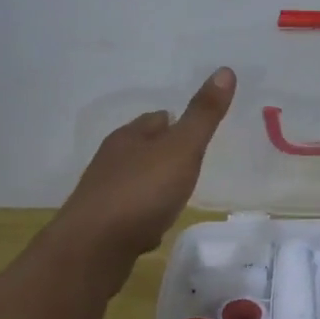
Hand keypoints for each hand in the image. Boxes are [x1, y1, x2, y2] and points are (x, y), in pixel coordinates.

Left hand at [55, 69, 236, 278]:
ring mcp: (103, 194)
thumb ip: (203, 115)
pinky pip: (128, 213)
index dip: (176, 122)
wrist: (94, 248)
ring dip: (153, 184)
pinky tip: (154, 226)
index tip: (195, 131)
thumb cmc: (141, 192)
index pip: (155, 119)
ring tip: (176, 193)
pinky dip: (143, 215)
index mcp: (129, 137)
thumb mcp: (181, 149)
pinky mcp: (101, 226)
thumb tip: (225, 70)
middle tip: (191, 161)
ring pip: (134, 181)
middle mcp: (111, 161)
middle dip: (163, 153)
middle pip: (142, 148)